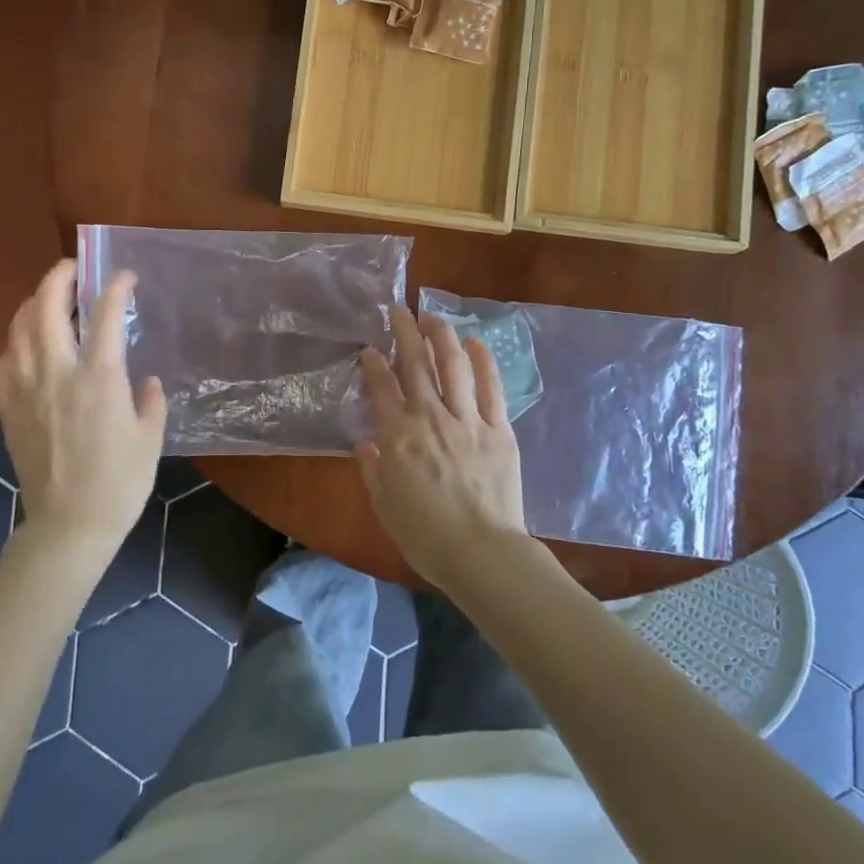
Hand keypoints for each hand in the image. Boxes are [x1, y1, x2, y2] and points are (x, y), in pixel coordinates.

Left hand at [0, 260, 166, 556]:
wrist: (70, 524)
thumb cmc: (119, 482)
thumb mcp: (150, 439)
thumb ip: (149, 402)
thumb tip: (145, 382)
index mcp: (99, 378)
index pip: (106, 315)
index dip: (116, 287)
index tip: (125, 275)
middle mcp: (57, 373)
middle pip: (47, 309)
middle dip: (58, 278)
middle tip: (72, 268)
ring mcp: (26, 390)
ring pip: (18, 331)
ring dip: (30, 304)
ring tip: (45, 299)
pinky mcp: (8, 411)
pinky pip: (1, 365)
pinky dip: (11, 346)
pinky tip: (22, 347)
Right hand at [357, 305, 527, 590]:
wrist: (481, 553)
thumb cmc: (426, 535)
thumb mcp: (384, 505)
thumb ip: (372, 468)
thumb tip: (365, 441)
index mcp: (398, 436)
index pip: (382, 387)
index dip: (374, 363)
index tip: (370, 349)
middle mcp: (430, 418)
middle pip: (415, 364)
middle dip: (404, 332)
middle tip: (399, 310)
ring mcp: (467, 420)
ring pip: (452, 366)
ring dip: (441, 336)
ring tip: (433, 316)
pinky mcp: (498, 429)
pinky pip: (490, 388)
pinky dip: (483, 362)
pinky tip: (476, 343)